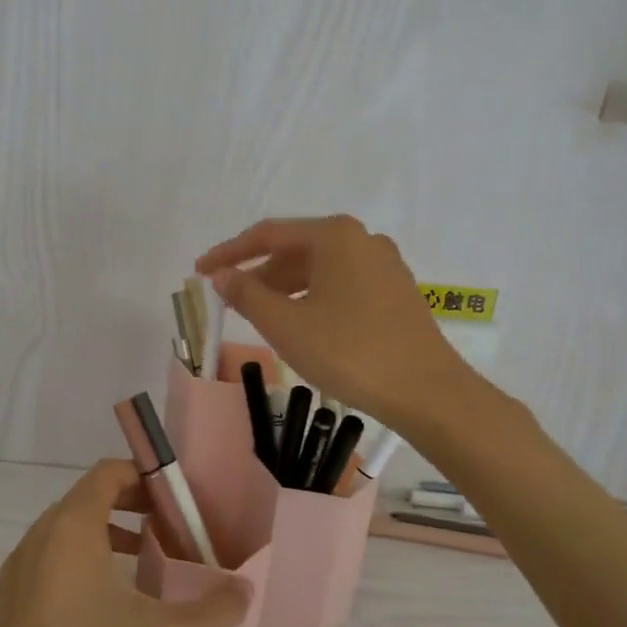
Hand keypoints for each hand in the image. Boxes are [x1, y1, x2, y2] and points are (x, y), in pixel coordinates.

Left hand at [0, 460, 249, 626]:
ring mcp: (10, 572)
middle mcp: (35, 538)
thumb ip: (214, 608)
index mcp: (71, 529)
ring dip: (99, 537)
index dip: (141, 477)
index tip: (171, 501)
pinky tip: (91, 611)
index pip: (106, 474)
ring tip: (137, 567)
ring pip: (59, 534)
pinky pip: (38, 565)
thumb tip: (245, 589)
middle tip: (163, 532)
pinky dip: (68, 567)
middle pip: (83, 499)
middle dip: (126, 507)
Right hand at [196, 215, 468, 428]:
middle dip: (259, 273)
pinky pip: (341, 284)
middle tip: (230, 300)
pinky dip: (312, 298)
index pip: (268, 234)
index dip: (229, 253)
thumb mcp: (285, 324)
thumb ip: (247, 294)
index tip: (200, 271)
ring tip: (260, 317)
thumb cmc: (349, 351)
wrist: (426, 391)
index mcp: (335, 235)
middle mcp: (362, 239)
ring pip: (320, 269)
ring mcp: (384, 265)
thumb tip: (222, 276)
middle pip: (296, 249)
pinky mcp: (396, 292)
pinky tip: (301, 325)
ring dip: (285, 289)